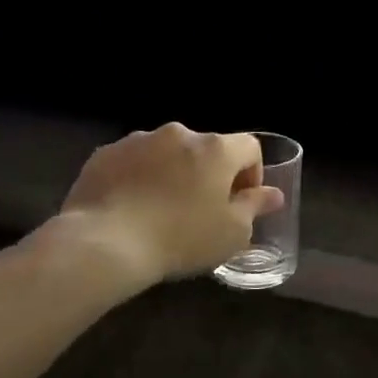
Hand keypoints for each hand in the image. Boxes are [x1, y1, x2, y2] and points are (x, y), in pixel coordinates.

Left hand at [54, 124, 282, 286]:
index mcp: (216, 149)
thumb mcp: (232, 233)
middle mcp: (178, 134)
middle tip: (202, 211)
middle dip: (209, 175)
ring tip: (162, 211)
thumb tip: (273, 194)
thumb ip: (254, 207)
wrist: (105, 243)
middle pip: (206, 149)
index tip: (241, 203)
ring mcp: (138, 141)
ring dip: (173, 174)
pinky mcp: (105, 154)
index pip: (249, 147)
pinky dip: (139, 179)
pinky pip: (133, 163)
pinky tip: (131, 210)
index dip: (252, 174)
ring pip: (167, 154)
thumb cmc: (181, 238)